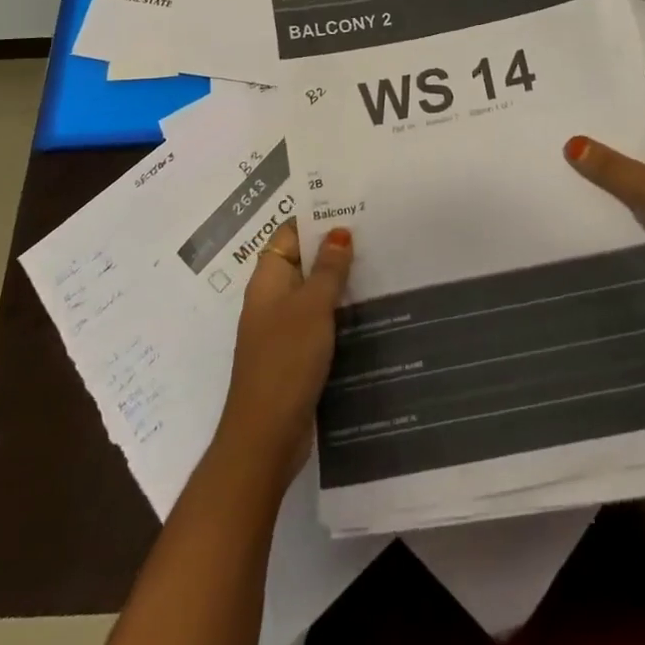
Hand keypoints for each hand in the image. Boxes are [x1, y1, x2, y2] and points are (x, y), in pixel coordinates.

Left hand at [215, 220, 352, 483]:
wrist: (265, 438)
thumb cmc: (285, 361)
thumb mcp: (312, 307)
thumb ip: (328, 268)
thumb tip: (339, 230)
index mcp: (268, 279)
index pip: (290, 233)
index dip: (317, 218)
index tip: (351, 206)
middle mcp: (272, 299)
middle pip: (303, 260)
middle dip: (334, 248)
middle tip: (375, 233)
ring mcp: (282, 329)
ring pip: (313, 293)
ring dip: (339, 282)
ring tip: (379, 264)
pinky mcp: (295, 355)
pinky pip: (319, 321)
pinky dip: (339, 312)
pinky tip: (369, 310)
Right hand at [566, 115, 644, 321]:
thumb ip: (611, 167)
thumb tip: (572, 142)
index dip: (613, 118)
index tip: (575, 117)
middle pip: (643, 151)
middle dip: (609, 152)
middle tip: (562, 146)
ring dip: (618, 186)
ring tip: (569, 177)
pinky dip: (632, 213)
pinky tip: (598, 213)